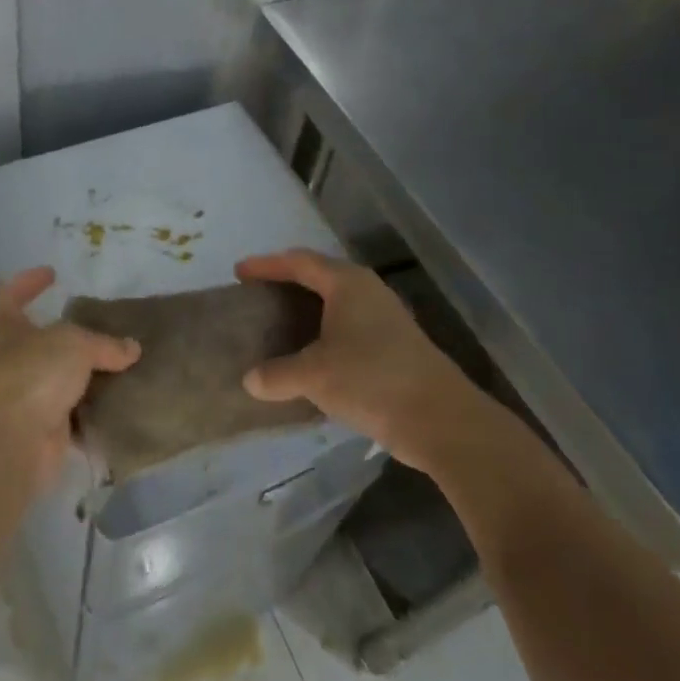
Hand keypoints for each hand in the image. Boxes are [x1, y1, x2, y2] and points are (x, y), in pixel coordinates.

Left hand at [0, 266, 140, 488]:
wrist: (13, 442)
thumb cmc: (34, 375)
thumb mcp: (75, 344)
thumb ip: (104, 343)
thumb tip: (131, 348)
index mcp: (11, 332)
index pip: (8, 298)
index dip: (26, 283)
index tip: (51, 274)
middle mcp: (16, 364)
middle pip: (42, 343)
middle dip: (73, 337)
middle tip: (108, 329)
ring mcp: (29, 400)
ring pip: (63, 381)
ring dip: (90, 377)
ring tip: (127, 366)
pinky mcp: (47, 432)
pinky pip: (78, 416)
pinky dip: (98, 413)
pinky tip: (126, 403)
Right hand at [235, 249, 474, 470]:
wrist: (440, 419)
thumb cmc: (371, 380)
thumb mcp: (314, 376)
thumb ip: (277, 374)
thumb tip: (250, 380)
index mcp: (347, 283)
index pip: (299, 261)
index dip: (266, 265)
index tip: (239, 273)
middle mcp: (367, 291)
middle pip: (320, 276)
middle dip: (287, 284)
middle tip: (257, 296)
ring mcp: (385, 317)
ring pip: (336, 303)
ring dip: (307, 310)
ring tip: (279, 324)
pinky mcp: (395, 345)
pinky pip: (348, 327)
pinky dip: (324, 332)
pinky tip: (311, 355)